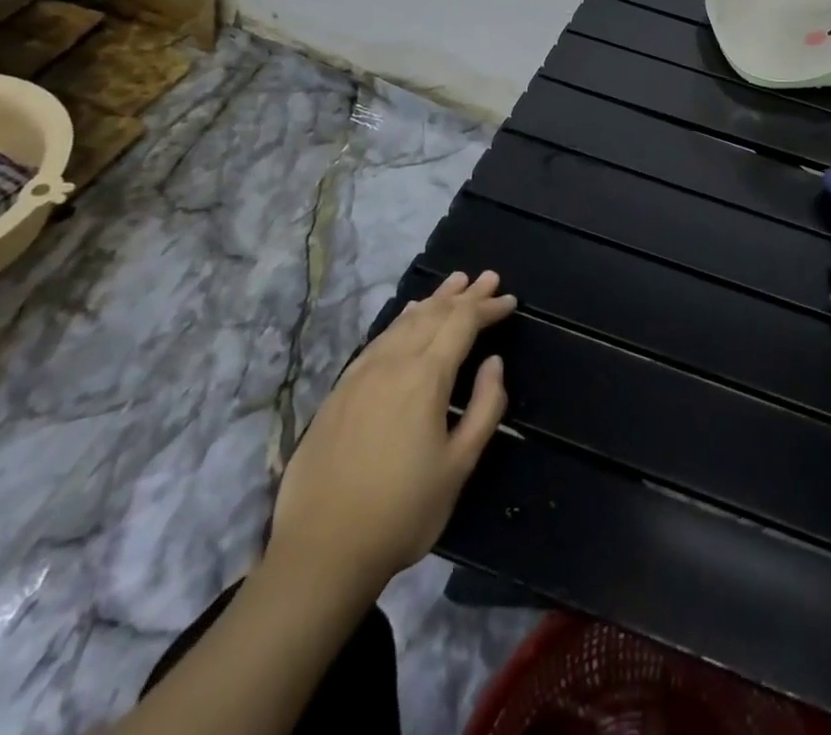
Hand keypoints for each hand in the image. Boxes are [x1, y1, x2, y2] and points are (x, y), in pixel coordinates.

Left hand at [267, 270, 515, 590]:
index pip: (463, 324)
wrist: (321, 553)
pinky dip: (402, 319)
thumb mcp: (458, 466)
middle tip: (488, 278)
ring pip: (404, 321)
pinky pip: (380, 338)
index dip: (488, 308)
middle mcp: (392, 363)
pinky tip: (408, 315)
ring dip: (434, 299)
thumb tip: (494, 363)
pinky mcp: (340, 390)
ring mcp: (361, 374)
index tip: (510, 300)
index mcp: (425, 377)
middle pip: (434, 314)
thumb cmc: (402, 513)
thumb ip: (484, 408)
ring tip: (455, 283)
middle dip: (465, 295)